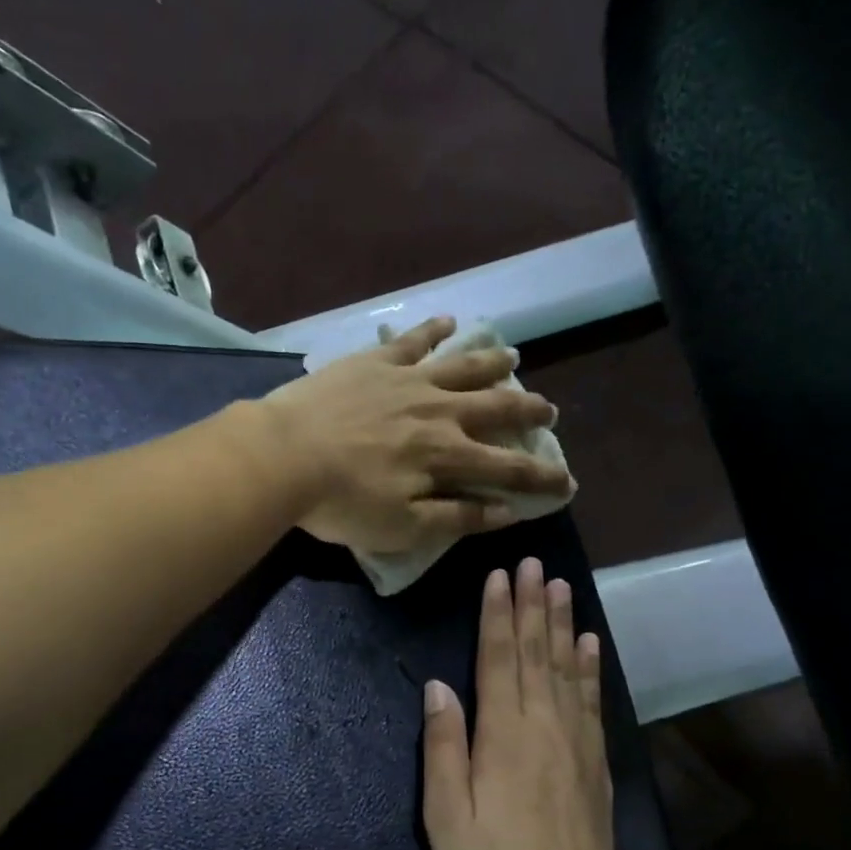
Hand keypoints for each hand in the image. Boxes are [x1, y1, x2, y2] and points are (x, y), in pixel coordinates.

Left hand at [259, 317, 572, 554]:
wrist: (283, 455)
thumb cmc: (342, 501)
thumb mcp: (403, 527)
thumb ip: (457, 518)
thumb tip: (507, 512)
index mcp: (447, 455)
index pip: (508, 470)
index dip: (541, 479)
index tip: (567, 484)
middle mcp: (439, 412)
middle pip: (496, 408)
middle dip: (527, 411)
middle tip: (550, 411)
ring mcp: (408, 380)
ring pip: (463, 367)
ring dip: (492, 363)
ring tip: (514, 357)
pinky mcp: (376, 361)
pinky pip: (413, 340)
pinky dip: (434, 330)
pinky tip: (450, 322)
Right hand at [421, 557, 614, 849]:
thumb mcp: (445, 814)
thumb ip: (443, 745)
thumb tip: (438, 686)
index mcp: (502, 733)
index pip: (500, 657)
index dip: (498, 614)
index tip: (499, 576)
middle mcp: (542, 724)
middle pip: (537, 652)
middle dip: (532, 605)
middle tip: (533, 564)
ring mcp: (575, 741)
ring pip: (568, 668)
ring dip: (562, 624)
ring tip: (560, 587)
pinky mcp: (596, 762)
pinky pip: (593, 701)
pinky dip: (591, 667)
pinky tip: (590, 644)